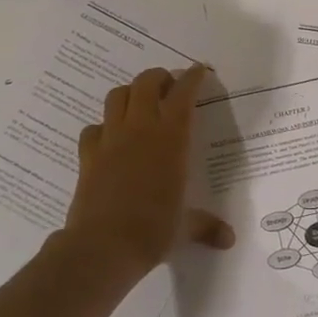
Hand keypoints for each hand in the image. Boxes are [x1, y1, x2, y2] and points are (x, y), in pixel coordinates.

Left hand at [62, 63, 233, 280]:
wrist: (103, 246)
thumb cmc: (153, 230)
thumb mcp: (185, 227)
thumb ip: (207, 226)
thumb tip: (229, 240)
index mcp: (172, 138)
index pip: (183, 94)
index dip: (192, 77)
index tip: (199, 70)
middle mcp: (141, 129)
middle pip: (146, 82)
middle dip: (160, 78)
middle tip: (169, 87)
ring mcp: (111, 139)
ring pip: (117, 96)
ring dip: (130, 93)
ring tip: (140, 105)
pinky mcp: (88, 155)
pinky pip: (93, 128)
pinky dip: (103, 127)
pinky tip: (110, 139)